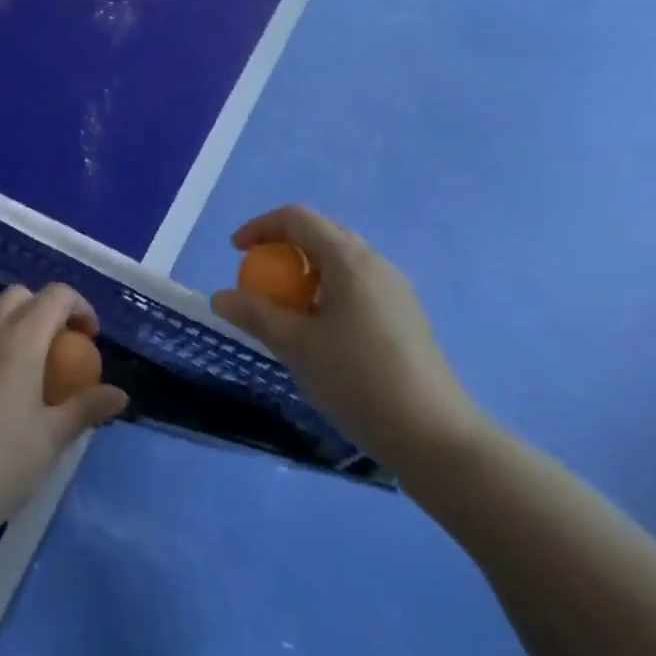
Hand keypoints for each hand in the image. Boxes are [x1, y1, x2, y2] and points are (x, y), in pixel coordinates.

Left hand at [0, 284, 129, 530]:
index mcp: (20, 341)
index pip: (55, 296)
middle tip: (63, 344)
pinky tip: (4, 377)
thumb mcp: (53, 438)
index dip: (80, 307)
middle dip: (47, 307)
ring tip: (33, 355)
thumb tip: (120, 394)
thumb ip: (86, 408)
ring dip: (17, 316)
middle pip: (21, 294)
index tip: (91, 339)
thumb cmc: (3, 461)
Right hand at [211, 206, 484, 477]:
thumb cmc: (358, 381)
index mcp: (349, 260)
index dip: (261, 227)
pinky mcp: (406, 316)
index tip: (237, 252)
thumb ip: (255, 315)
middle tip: (260, 276)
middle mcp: (376, 263)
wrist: (436, 437)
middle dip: (285, 246)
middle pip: (323, 233)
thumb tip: (220, 296)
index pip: (298, 219)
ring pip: (342, 261)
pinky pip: (358, 285)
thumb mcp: (296, 347)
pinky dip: (329, 290)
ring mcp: (397, 290)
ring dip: (308, 270)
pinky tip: (321, 331)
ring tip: (287, 307)